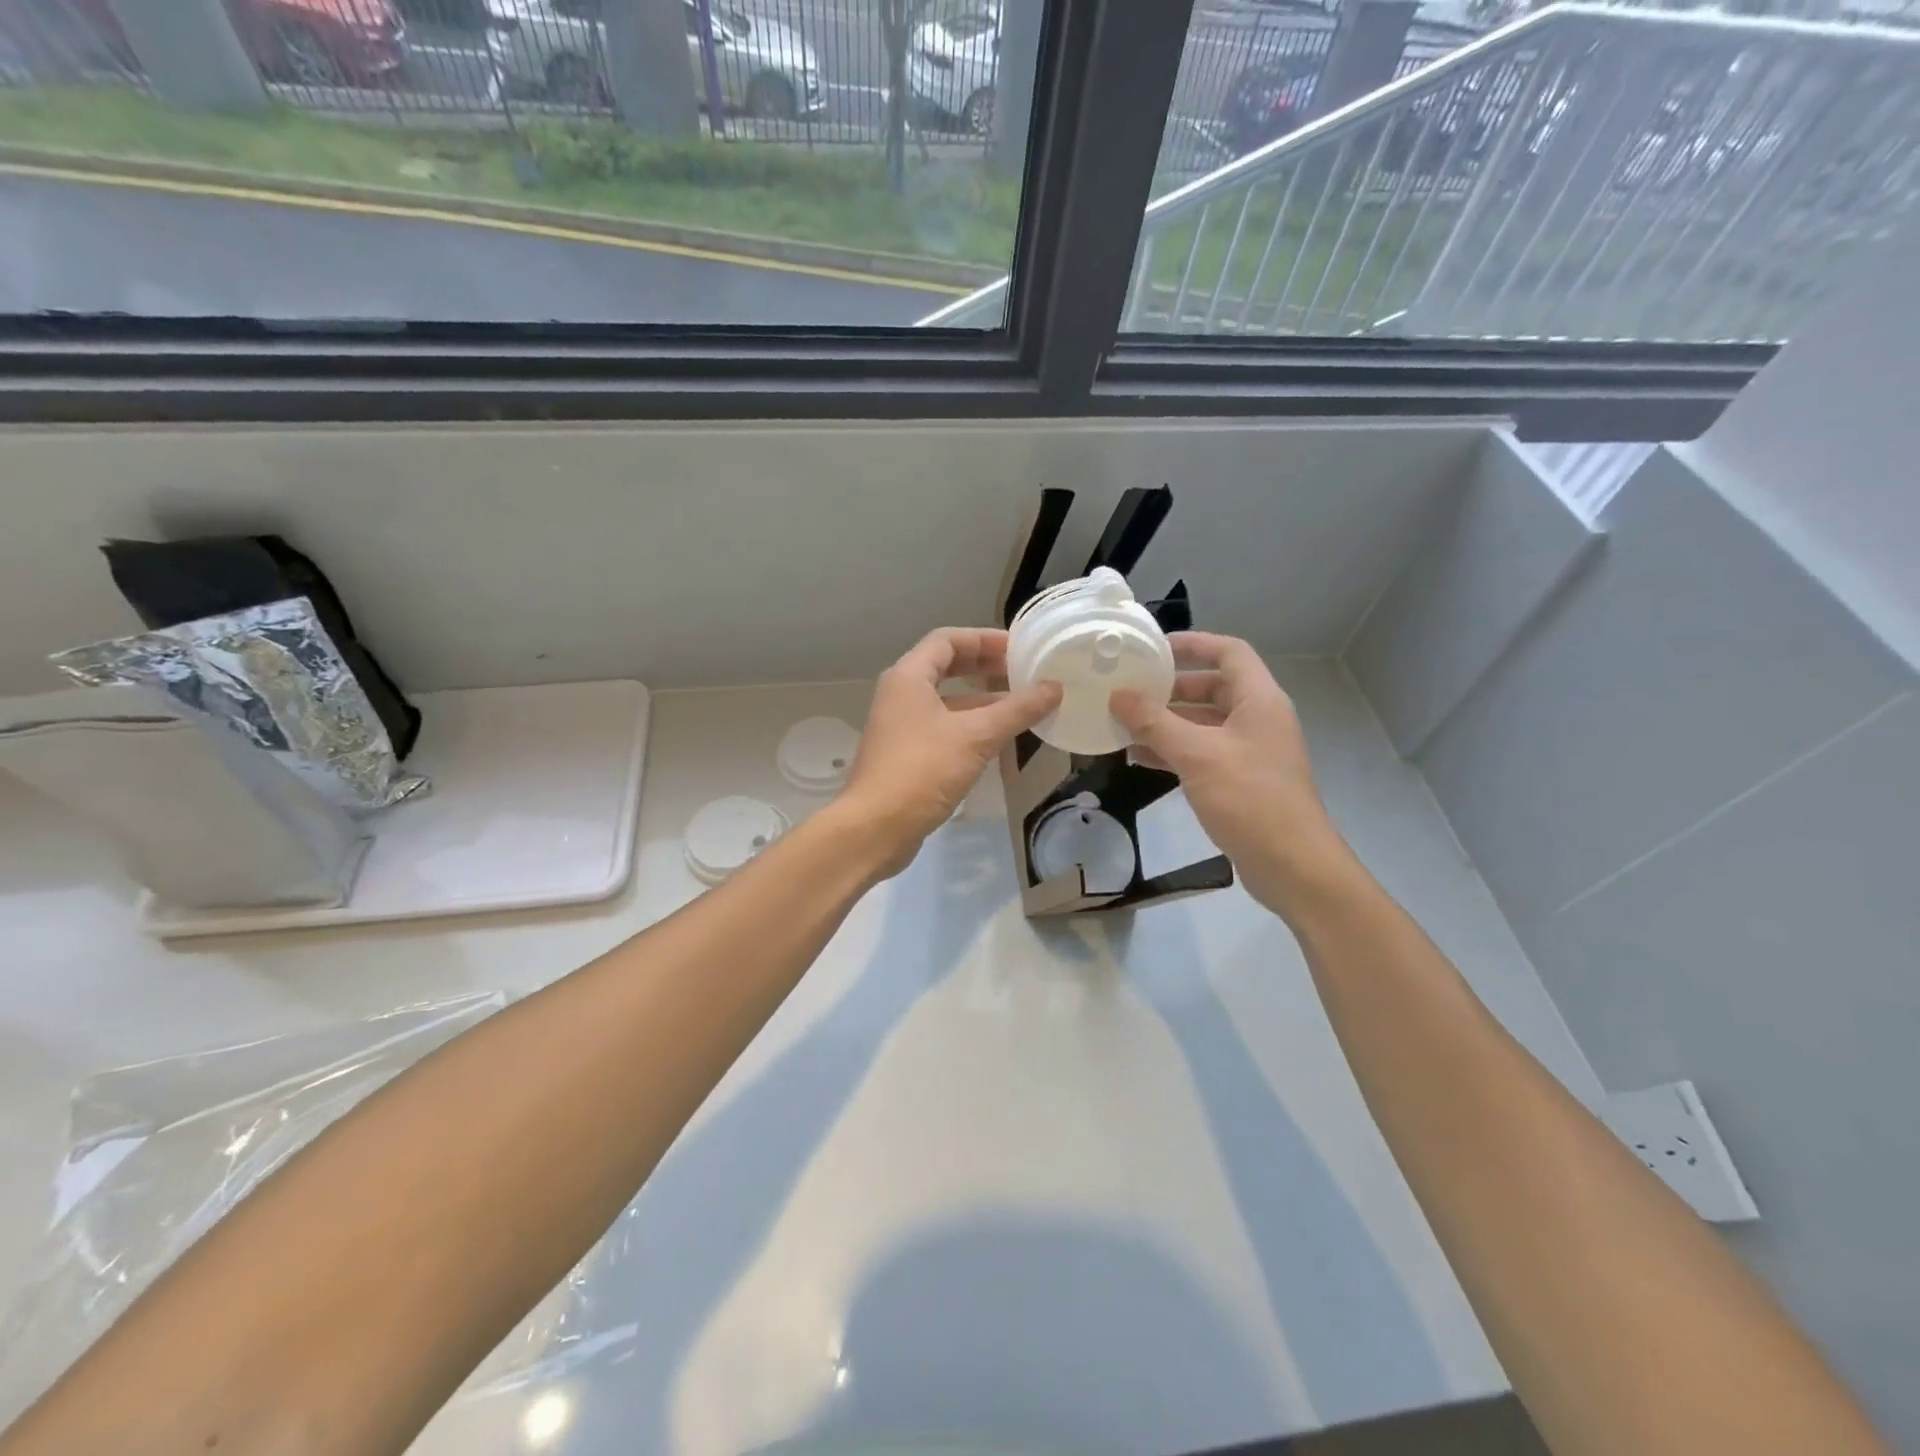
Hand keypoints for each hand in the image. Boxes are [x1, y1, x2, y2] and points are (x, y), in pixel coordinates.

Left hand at [838, 627, 1060, 876]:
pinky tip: (998, 740)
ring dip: (981, 699)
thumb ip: (1017, 710)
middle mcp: (900, 694)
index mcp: (909, 677)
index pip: (948, 639)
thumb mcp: (976, 736)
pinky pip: (943, 727)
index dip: (985, 639)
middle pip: (945, 666)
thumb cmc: (922, 771)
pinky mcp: (905, 755)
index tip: (1020, 648)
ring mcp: (900, 726)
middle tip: (1021, 672)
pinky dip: (970, 726)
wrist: (874, 828)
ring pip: (946, 700)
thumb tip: (1054, 688)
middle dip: (984, 666)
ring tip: (1020, 706)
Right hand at [1111, 631, 1352, 913]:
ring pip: (1204, 723)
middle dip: (1171, 688)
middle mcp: (1258, 719)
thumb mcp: (1196, 755)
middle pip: (1214, 687)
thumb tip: (1118, 695)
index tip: (1154, 648)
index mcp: (1259, 700)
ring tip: (1124, 723)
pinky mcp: (1241, 780)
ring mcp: (1251, 751)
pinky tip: (1140, 758)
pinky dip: (1174, 751)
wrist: (1292, 866)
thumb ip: (1155, 723)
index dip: (1193, 644)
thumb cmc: (1249, 799)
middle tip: (1131, 689)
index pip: (1229, 652)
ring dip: (1167, 722)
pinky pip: (1203, 752)